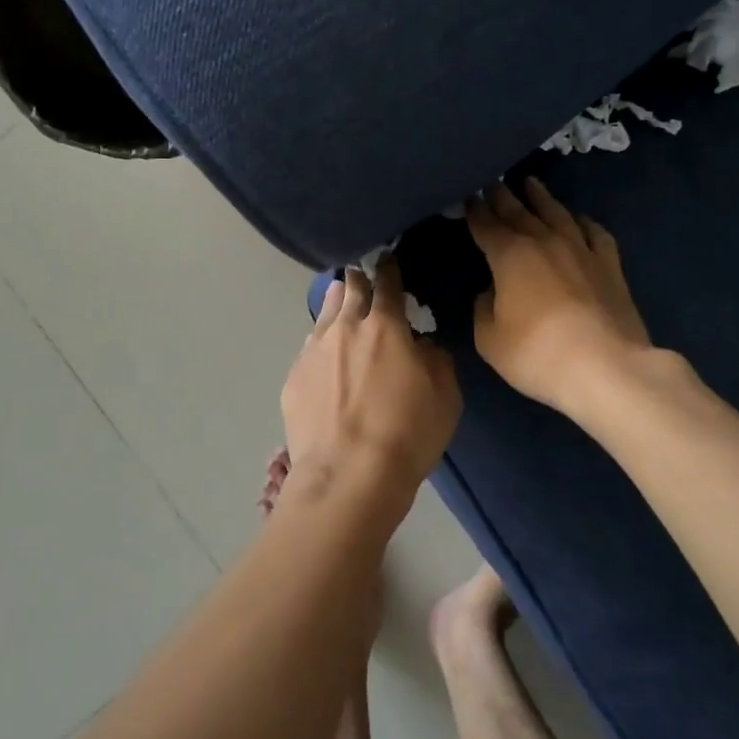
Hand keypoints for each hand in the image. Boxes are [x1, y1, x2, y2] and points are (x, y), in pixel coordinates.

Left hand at [281, 256, 460, 503]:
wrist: (348, 477)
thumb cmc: (407, 435)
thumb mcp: (445, 397)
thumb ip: (436, 360)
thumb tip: (422, 345)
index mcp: (385, 326)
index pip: (388, 284)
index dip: (391, 270)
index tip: (390, 262)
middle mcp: (345, 328)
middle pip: (350, 291)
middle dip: (358, 281)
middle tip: (362, 278)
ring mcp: (313, 352)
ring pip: (324, 315)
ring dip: (335, 305)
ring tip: (339, 301)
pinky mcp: (293, 379)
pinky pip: (309, 349)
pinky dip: (320, 344)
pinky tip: (323, 355)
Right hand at [467, 179, 656, 412]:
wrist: (606, 367)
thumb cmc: (537, 354)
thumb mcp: (490, 338)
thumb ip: (484, 308)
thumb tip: (491, 291)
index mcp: (510, 255)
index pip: (485, 225)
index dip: (474, 210)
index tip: (467, 196)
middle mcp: (545, 241)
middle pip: (519, 211)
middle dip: (502, 196)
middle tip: (492, 181)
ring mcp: (581, 250)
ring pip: (557, 213)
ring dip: (541, 197)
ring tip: (531, 183)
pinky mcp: (610, 265)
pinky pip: (595, 233)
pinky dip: (583, 222)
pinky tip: (579, 219)